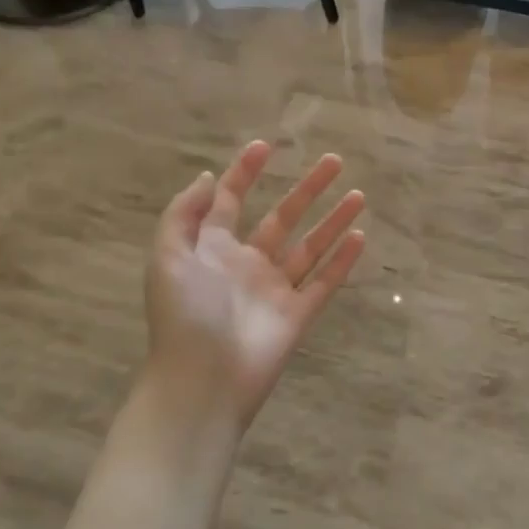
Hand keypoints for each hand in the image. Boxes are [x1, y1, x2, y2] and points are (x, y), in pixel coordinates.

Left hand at [144, 142, 366, 428]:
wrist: (201, 382)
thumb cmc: (183, 315)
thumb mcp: (168, 257)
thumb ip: (184, 214)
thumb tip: (210, 177)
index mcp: (213, 250)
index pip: (231, 201)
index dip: (245, 172)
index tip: (266, 146)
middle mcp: (247, 264)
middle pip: (283, 217)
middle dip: (308, 188)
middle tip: (334, 160)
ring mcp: (275, 290)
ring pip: (311, 246)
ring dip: (334, 219)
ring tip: (359, 194)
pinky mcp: (298, 314)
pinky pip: (325, 282)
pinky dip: (343, 260)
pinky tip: (360, 236)